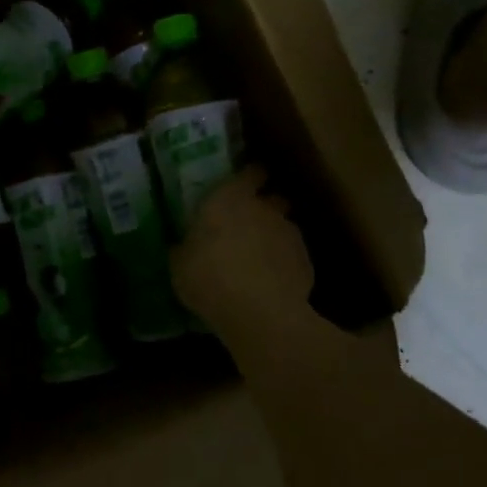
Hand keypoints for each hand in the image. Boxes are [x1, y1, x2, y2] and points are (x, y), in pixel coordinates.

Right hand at [171, 166, 313, 339]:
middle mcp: (264, 208)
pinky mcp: (306, 261)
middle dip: (264, 206)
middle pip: (272, 197)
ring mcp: (289, 233)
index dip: (249, 176)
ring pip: (284, 226)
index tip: (242, 184)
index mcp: (229, 198)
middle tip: (247, 224)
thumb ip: (185, 247)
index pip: (249, 172)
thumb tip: (183, 245)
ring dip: (273, 237)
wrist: (261, 314)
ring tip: (259, 259)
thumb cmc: (209, 278)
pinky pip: (293, 255)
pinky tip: (271, 283)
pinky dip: (284, 263)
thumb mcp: (179, 265)